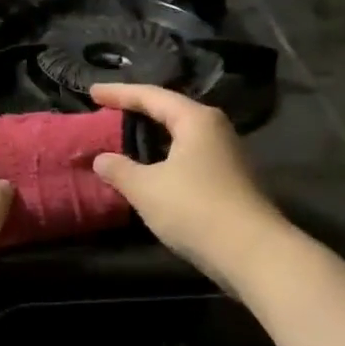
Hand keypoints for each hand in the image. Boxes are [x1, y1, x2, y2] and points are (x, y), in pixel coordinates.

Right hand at [88, 83, 285, 284]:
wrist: (252, 253)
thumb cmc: (194, 208)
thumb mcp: (146, 188)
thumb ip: (119, 170)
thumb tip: (101, 159)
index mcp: (196, 119)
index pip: (151, 96)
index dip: (119, 93)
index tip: (92, 92)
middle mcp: (215, 129)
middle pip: (170, 111)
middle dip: (139, 111)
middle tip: (109, 112)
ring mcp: (227, 155)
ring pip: (182, 136)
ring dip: (154, 136)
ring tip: (127, 139)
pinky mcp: (230, 180)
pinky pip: (189, 157)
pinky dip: (166, 157)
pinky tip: (152, 170)